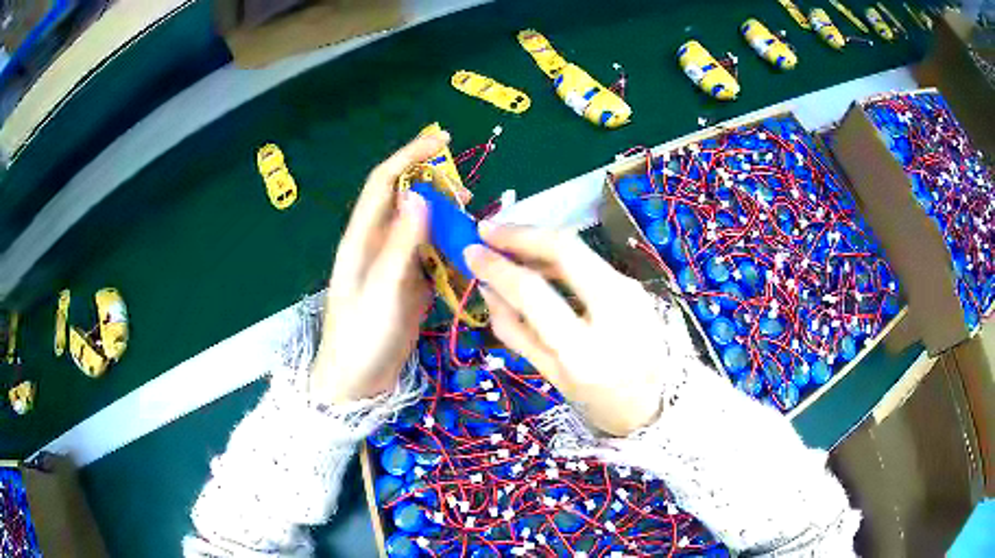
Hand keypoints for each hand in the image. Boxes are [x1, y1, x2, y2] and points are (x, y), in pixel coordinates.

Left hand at [310, 131, 449, 404]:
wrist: (357, 384)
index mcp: (362, 238)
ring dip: (447, 217)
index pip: (384, 183)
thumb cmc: (360, 337)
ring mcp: (396, 265)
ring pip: (424, 227)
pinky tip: (469, 249)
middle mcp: (378, 244)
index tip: (440, 140)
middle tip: (467, 191)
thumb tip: (419, 193)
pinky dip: (452, 247)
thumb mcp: (381, 290)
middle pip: (406, 200)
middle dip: (434, 186)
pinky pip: (433, 255)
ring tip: (473, 217)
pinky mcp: (412, 285)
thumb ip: (400, 244)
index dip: (408, 157)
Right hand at [465, 224, 674, 435]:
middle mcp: (614, 311)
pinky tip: (539, 262)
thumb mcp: (552, 377)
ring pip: (580, 250)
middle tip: (487, 229)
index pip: (533, 292)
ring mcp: (632, 294)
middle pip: (565, 249)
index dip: (497, 267)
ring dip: (539, 242)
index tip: (471, 251)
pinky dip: (560, 258)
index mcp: (584, 350)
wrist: (660, 406)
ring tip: (506, 244)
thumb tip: (487, 288)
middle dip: (521, 233)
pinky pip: (591, 262)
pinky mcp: (637, 287)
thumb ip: (516, 331)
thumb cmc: (600, 402)